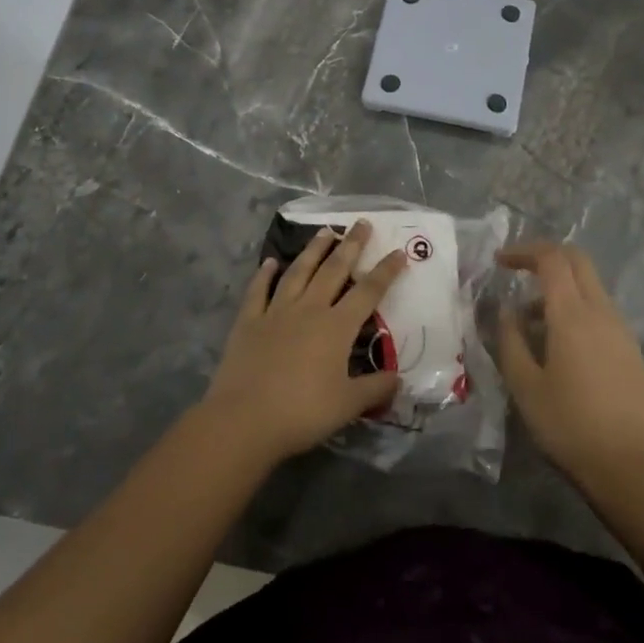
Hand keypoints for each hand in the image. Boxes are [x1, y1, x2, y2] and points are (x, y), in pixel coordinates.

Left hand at [202, 221, 406, 464]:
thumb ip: (375, 388)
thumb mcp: (348, 405)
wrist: (244, 419)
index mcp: (336, 327)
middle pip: (334, 270)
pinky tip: (270, 262)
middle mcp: (309, 309)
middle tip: (361, 223)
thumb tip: (398, 378)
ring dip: (313, 250)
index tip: (398, 251)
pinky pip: (258, 291)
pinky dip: (264, 274)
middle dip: (351, 246)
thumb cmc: (302, 412)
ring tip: (325, 231)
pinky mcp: (249, 321)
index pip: (368, 292)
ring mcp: (276, 312)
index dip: (385, 271)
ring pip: (298, 272)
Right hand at [497, 242, 643, 486]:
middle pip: (577, 261)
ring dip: (560, 287)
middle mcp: (602, 312)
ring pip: (590, 286)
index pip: (551, 259)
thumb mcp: (524, 385)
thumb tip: (506, 309)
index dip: (523, 251)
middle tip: (517, 271)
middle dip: (546, 257)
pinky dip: (576, 309)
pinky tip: (558, 344)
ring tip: (530, 322)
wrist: (629, 467)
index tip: (499, 261)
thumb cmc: (568, 425)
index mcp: (573, 315)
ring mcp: (622, 330)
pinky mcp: (631, 350)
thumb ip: (510, 339)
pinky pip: (600, 311)